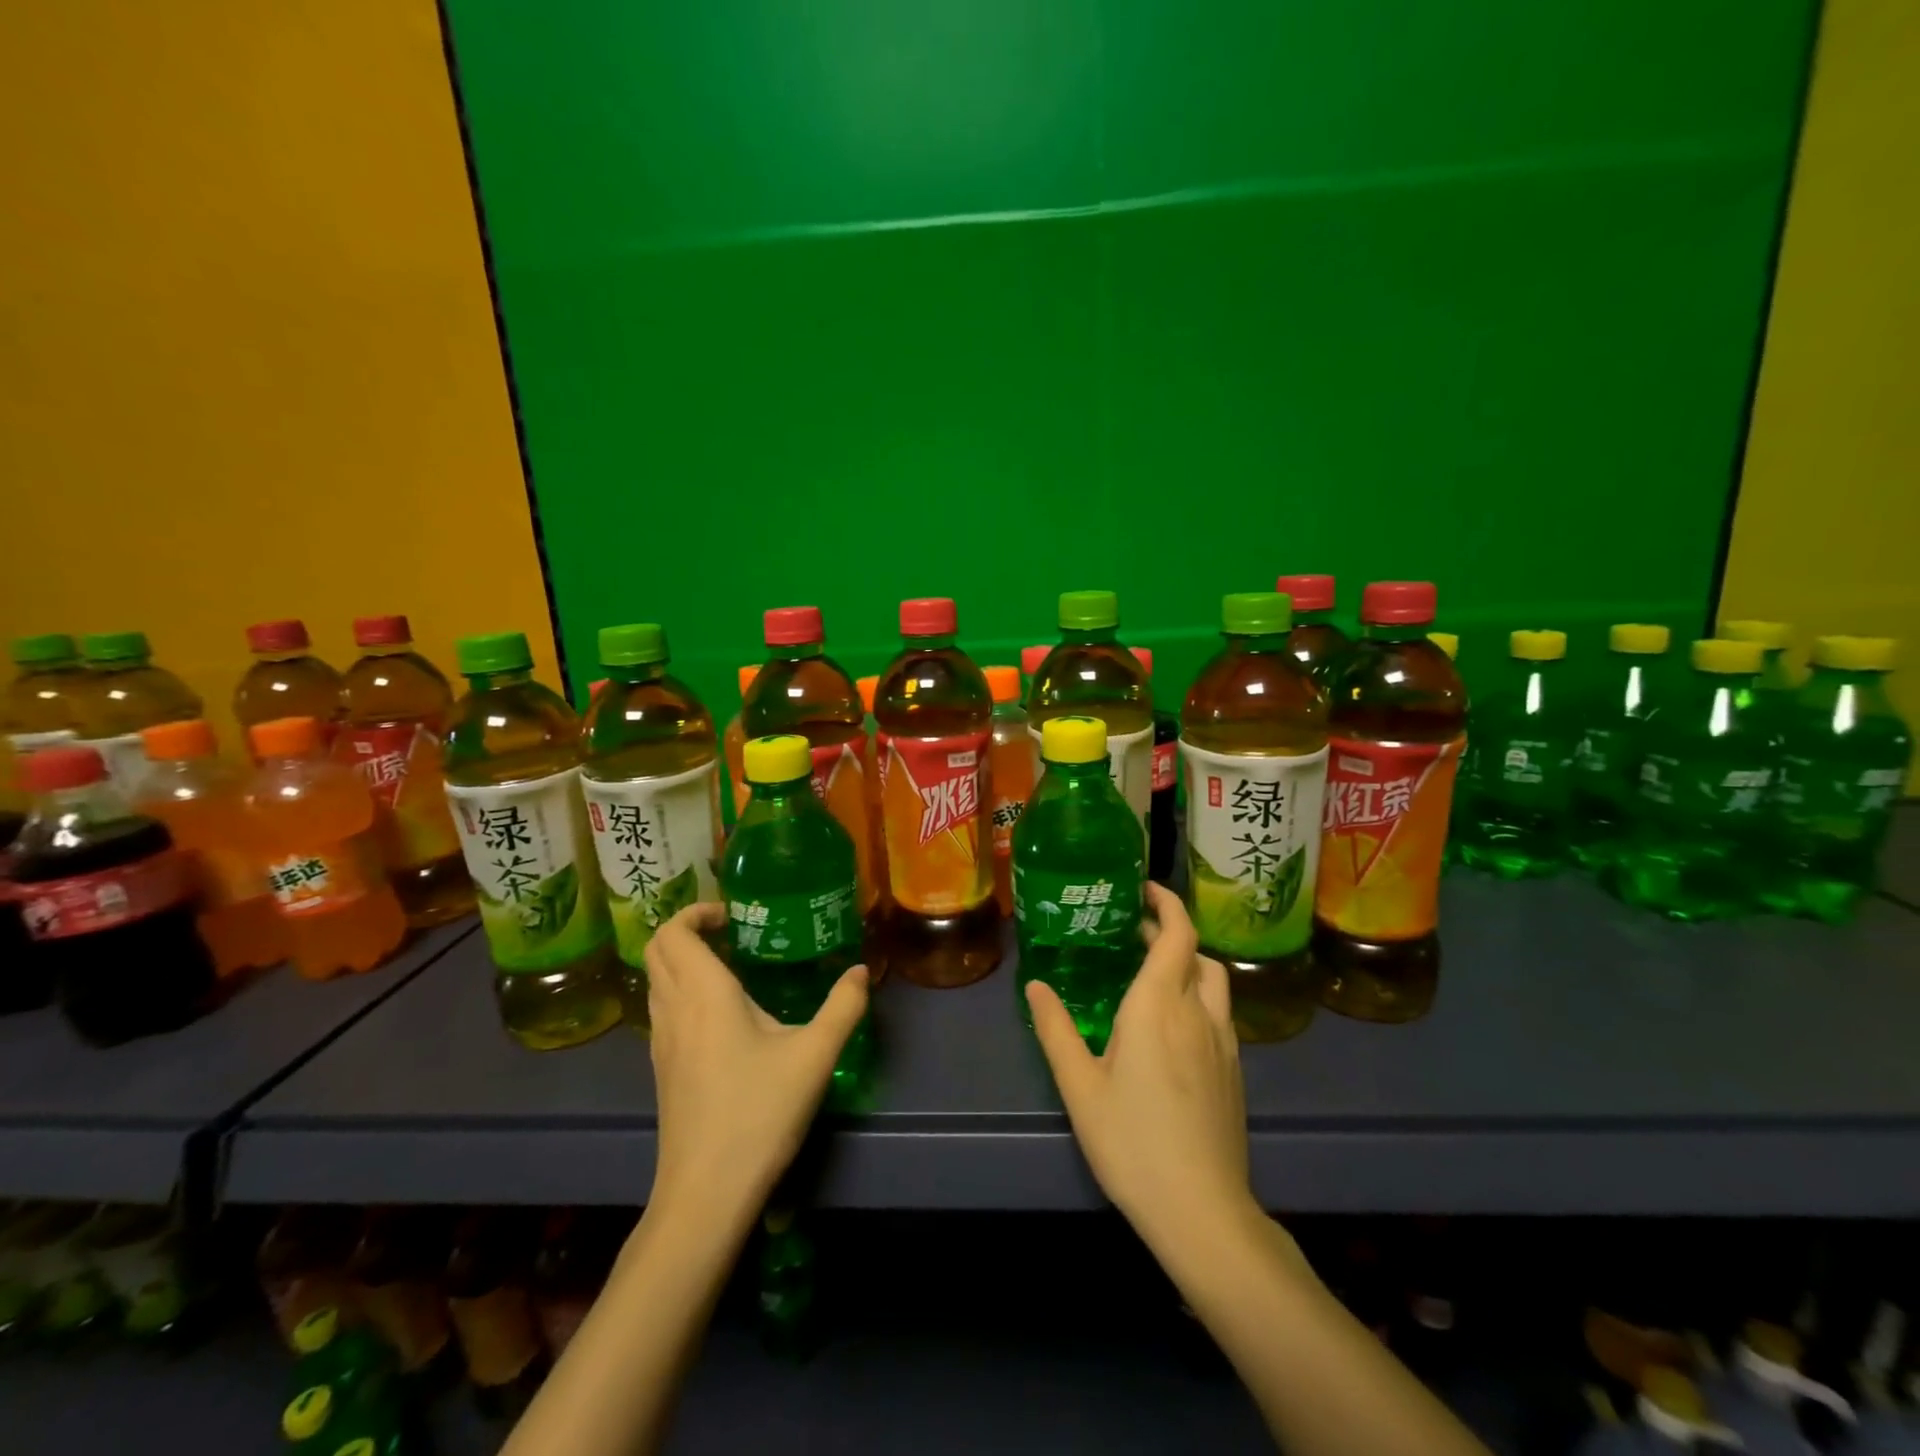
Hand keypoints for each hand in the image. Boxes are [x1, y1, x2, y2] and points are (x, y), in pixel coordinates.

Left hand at [644, 903, 868, 1220]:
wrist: (706, 1192)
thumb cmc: (759, 1113)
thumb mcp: (815, 1056)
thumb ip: (843, 1007)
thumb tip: (861, 970)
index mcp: (704, 994)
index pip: (673, 932)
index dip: (695, 911)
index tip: (733, 915)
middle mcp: (674, 1010)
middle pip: (657, 950)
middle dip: (688, 929)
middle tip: (733, 932)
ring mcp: (661, 1042)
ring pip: (656, 981)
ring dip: (682, 960)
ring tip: (730, 965)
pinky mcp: (663, 1069)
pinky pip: (663, 1008)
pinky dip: (682, 990)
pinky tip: (722, 1014)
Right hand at [1025, 883, 1252, 1245]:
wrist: (1202, 1211)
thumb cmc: (1132, 1142)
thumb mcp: (1080, 1086)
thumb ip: (1056, 1029)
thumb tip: (1036, 984)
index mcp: (1158, 1006)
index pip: (1178, 934)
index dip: (1167, 904)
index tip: (1144, 890)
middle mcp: (1197, 1013)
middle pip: (1197, 954)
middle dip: (1170, 932)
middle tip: (1136, 932)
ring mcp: (1224, 1043)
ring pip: (1214, 982)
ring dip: (1189, 963)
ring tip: (1155, 972)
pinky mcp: (1235, 1070)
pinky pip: (1220, 1012)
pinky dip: (1199, 995)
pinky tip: (1173, 1024)